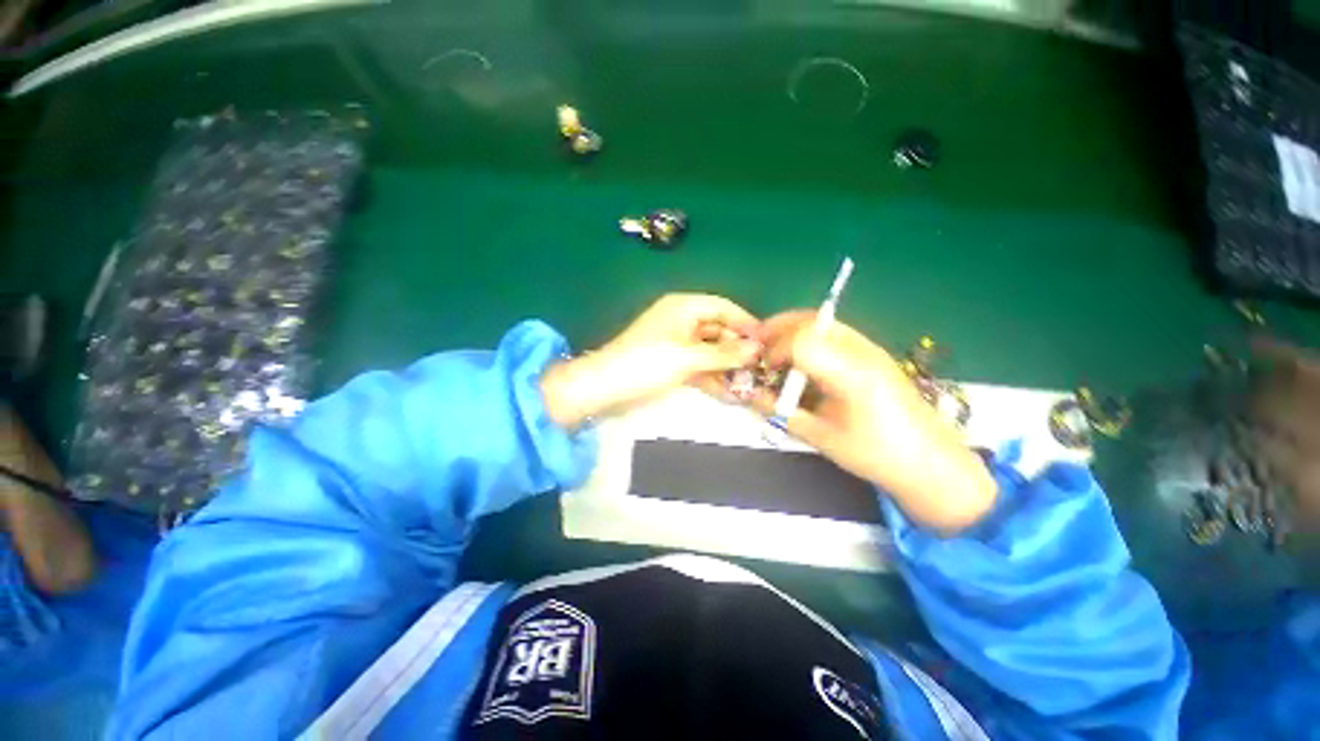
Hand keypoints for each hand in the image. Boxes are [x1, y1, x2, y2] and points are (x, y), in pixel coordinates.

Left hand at [542, 294, 761, 428]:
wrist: (606, 386)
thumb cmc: (647, 363)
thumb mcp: (688, 357)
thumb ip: (725, 354)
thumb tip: (757, 348)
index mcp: (684, 307)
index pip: (724, 307)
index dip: (746, 322)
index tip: (767, 340)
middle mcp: (682, 319)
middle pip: (718, 329)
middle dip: (738, 348)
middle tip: (761, 368)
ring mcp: (676, 342)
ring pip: (710, 349)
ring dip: (727, 365)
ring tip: (749, 384)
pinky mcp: (671, 361)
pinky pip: (698, 364)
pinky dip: (711, 376)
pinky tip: (728, 392)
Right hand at [754, 311, 995, 533]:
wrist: (932, 463)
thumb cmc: (876, 455)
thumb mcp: (821, 437)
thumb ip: (781, 412)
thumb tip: (749, 394)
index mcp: (851, 375)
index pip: (802, 342)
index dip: (774, 350)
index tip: (763, 369)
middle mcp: (862, 352)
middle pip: (812, 320)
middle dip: (778, 327)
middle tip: (757, 344)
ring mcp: (871, 349)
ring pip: (823, 321)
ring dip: (792, 328)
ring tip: (774, 348)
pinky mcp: (873, 353)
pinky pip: (833, 332)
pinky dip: (809, 336)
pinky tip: (801, 357)